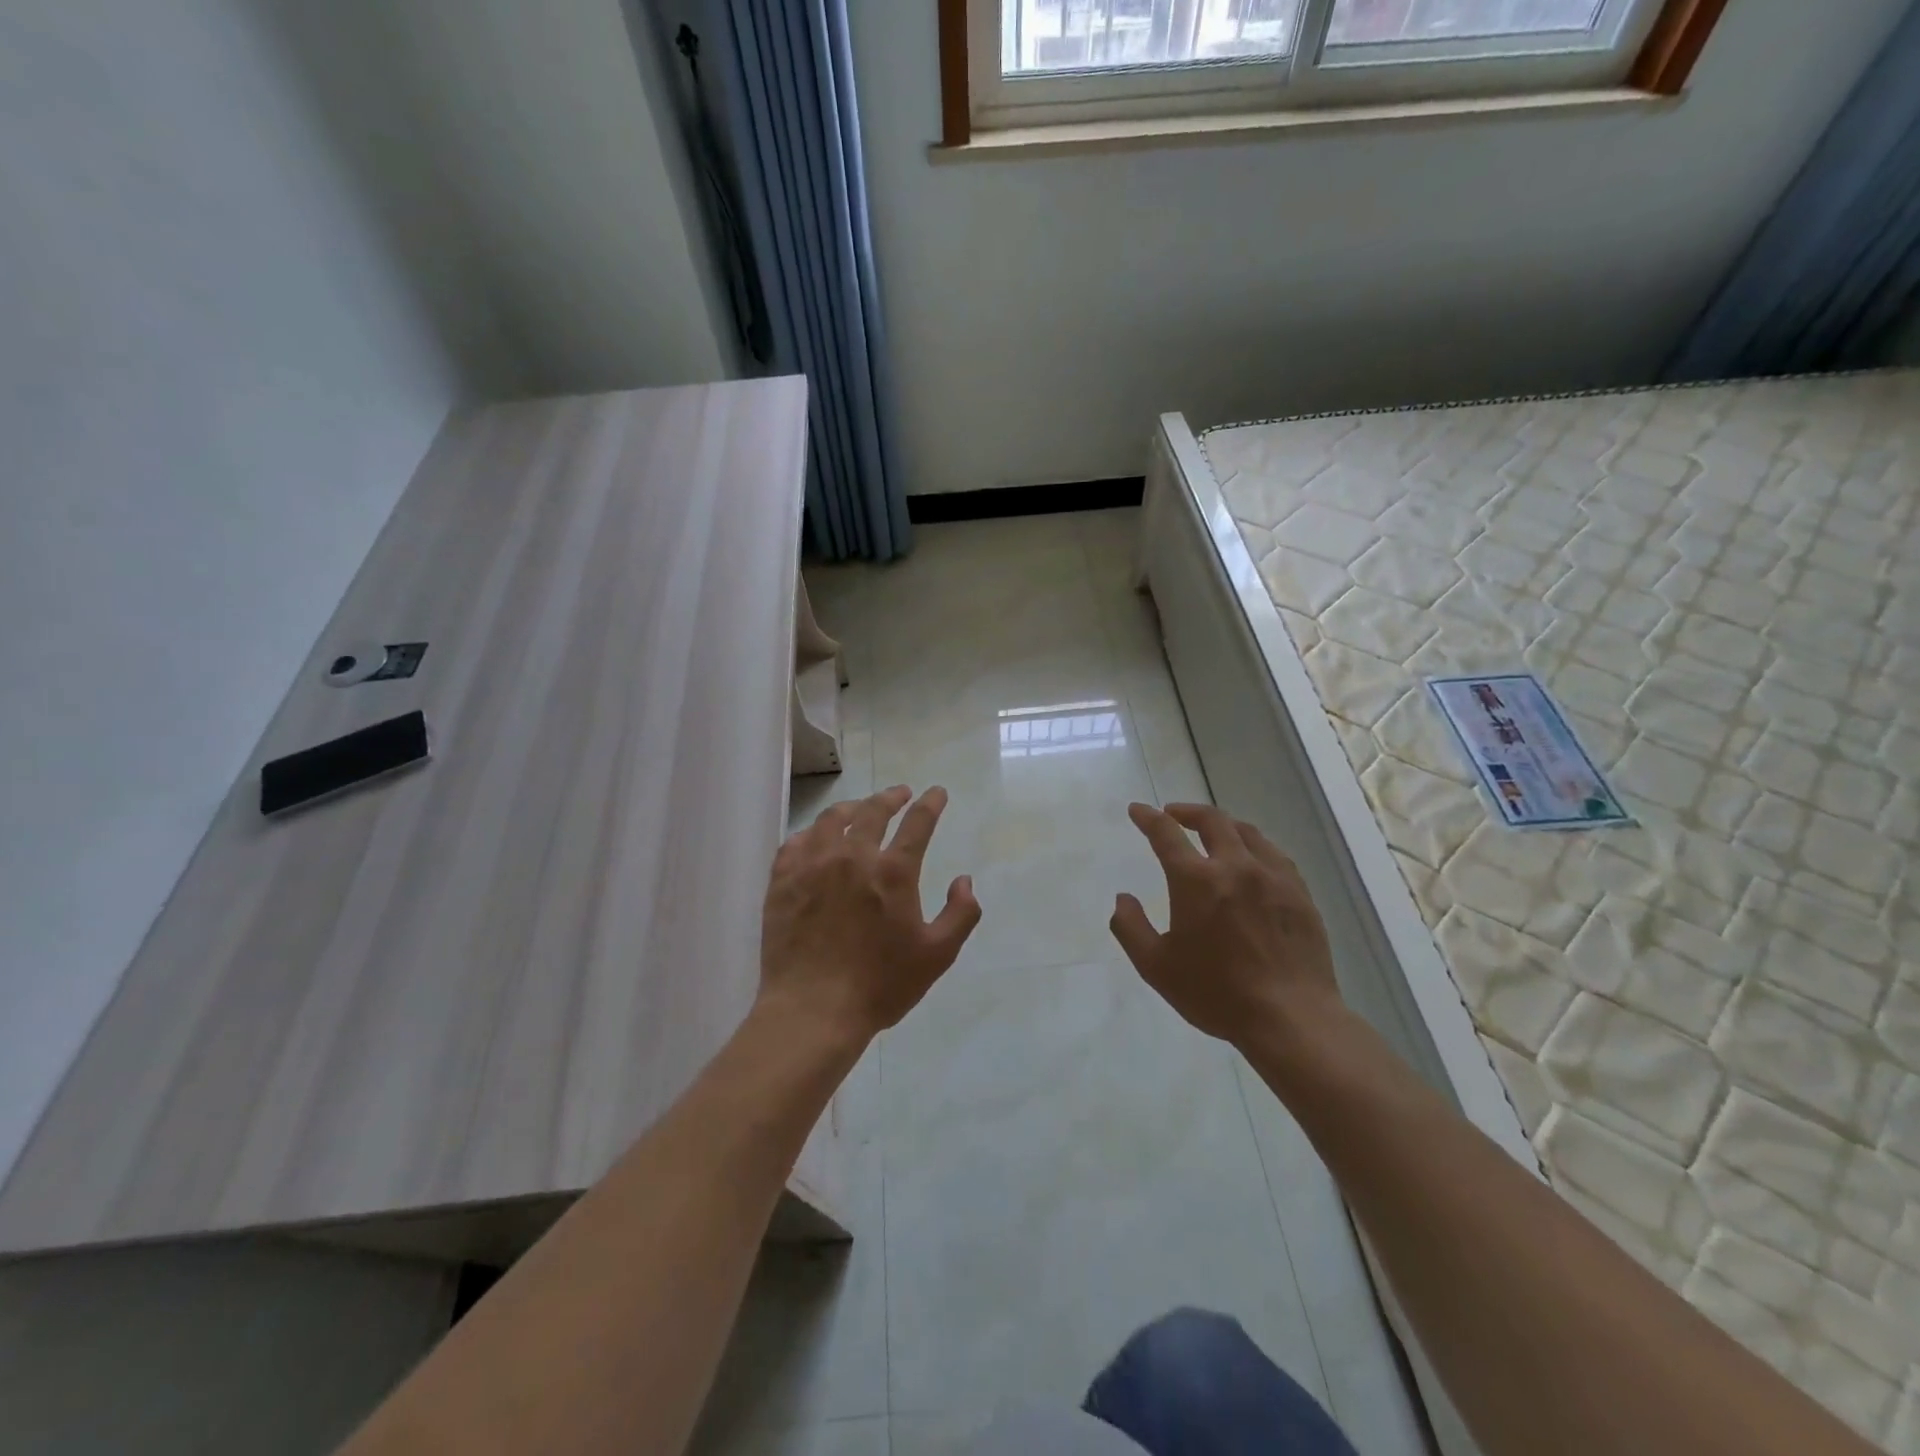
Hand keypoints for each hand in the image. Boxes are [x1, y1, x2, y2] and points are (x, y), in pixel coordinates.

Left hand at [758, 785, 981, 1042]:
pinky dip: (812, 832)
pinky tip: (816, 838)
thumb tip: (964, 880)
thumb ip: (960, 914)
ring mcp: (813, 865)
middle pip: (873, 811)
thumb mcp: (937, 955)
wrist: (813, 1009)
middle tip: (900, 794)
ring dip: (852, 808)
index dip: (930, 803)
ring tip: (859, 809)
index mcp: (893, 872)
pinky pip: (796, 842)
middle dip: (892, 797)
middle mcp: (853, 856)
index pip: (917, 823)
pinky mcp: (783, 881)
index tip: (937, 793)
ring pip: (832, 819)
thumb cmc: (880, 985)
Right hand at [1110, 802, 1343, 1046]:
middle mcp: (1235, 867)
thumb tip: (1123, 898)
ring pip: (1247, 832)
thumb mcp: (1156, 967)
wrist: (1290, 1018)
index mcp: (1196, 881)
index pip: (1166, 833)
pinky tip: (1252, 859)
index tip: (1137, 810)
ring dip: (1222, 825)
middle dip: (1187, 811)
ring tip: (1212, 832)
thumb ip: (1131, 928)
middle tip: (1173, 814)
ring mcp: (1273, 878)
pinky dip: (1254, 846)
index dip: (1148, 818)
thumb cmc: (1216, 993)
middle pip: (1212, 820)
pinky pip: (1274, 854)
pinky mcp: (1299, 894)